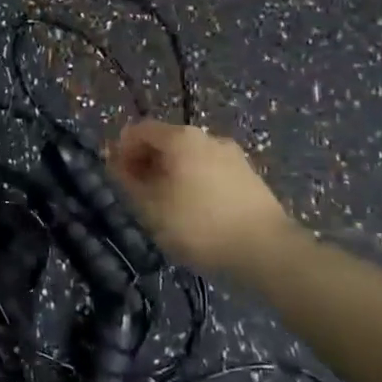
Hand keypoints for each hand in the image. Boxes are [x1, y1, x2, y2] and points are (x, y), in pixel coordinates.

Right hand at [110, 119, 297, 273]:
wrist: (267, 251)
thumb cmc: (198, 225)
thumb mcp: (150, 207)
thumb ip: (126, 180)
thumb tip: (115, 162)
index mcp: (180, 137)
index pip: (138, 130)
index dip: (121, 151)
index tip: (116, 179)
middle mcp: (207, 137)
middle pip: (165, 142)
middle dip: (147, 164)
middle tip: (139, 196)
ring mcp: (232, 156)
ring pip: (189, 158)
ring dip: (171, 176)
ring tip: (167, 209)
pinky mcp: (249, 177)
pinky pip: (210, 172)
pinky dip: (195, 184)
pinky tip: (196, 214)